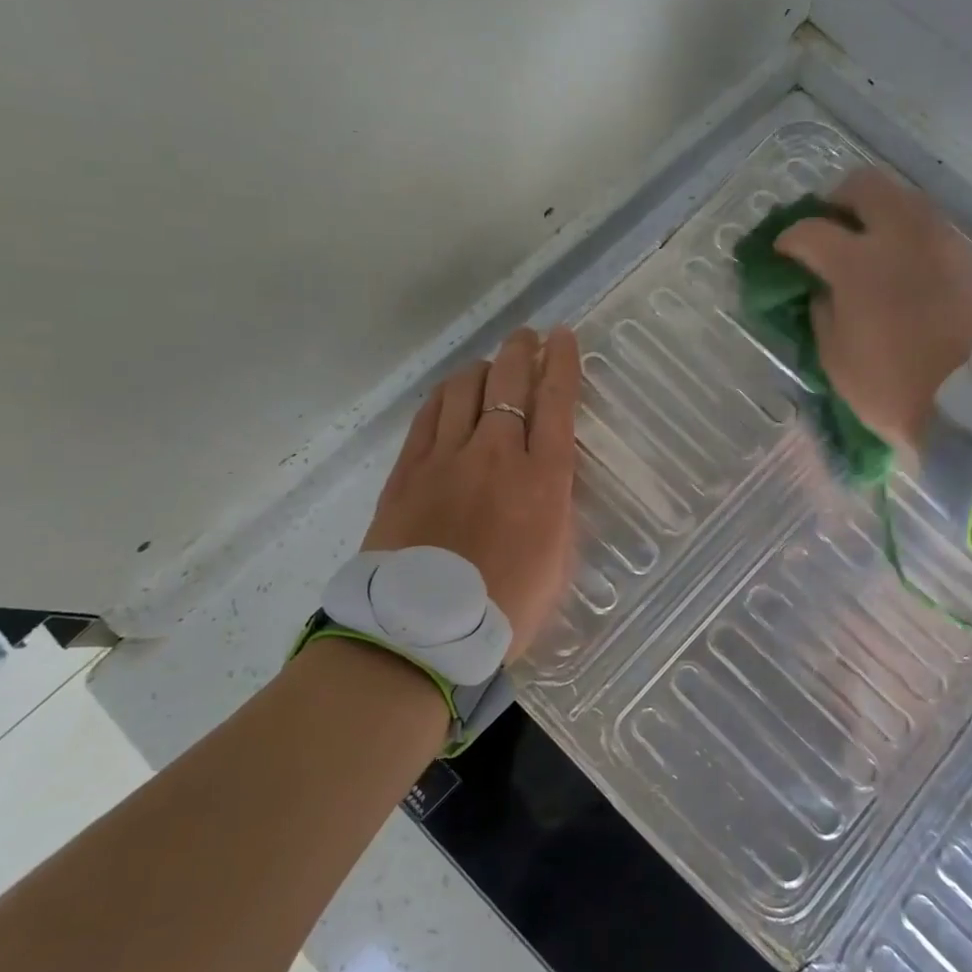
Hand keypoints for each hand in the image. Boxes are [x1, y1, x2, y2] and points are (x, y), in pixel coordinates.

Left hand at [361, 326, 580, 656]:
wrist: (424, 634)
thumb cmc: (506, 608)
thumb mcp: (557, 559)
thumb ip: (554, 506)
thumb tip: (545, 476)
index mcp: (543, 479)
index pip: (557, 401)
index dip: (563, 362)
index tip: (564, 337)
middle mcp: (497, 454)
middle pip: (509, 381)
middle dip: (522, 350)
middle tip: (528, 338)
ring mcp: (447, 457)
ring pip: (464, 388)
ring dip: (483, 368)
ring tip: (490, 368)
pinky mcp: (407, 469)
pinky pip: (428, 415)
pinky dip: (445, 396)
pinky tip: (451, 396)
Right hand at [775, 170, 971, 451]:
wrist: (969, 401)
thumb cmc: (890, 385)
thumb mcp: (835, 356)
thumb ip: (822, 310)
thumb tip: (823, 288)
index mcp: (858, 263)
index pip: (811, 230)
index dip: (789, 239)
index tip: (782, 252)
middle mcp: (900, 235)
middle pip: (864, 185)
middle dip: (837, 200)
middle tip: (828, 227)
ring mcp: (938, 240)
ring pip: (903, 197)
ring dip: (877, 211)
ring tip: (866, 243)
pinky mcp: (965, 255)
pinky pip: (928, 224)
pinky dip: (906, 232)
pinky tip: (899, 262)